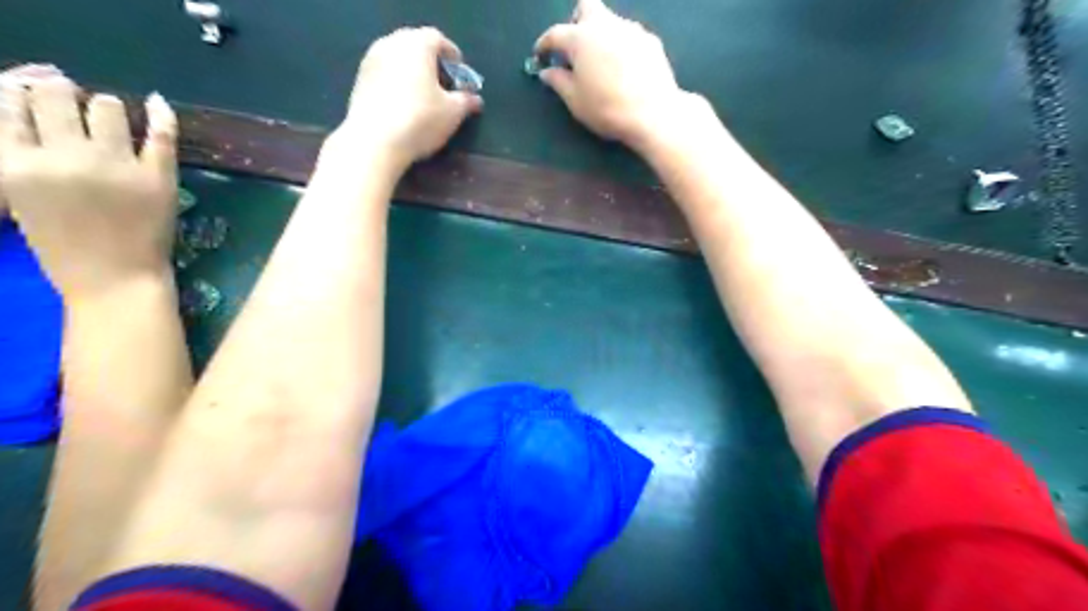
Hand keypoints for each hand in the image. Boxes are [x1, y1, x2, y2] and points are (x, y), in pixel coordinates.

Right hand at [1, 75, 177, 299]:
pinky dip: (160, 114)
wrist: (117, 279)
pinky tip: (155, 102)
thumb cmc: (64, 247)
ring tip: (109, 119)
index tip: (33, 96)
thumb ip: (21, 156)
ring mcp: (116, 165)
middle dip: (61, 94)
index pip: (9, 103)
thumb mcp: (18, 197)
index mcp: (16, 163)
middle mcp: (64, 156)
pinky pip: (161, 133)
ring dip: (106, 108)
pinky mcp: (158, 177)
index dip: (22, 95)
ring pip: (108, 106)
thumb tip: (29, 113)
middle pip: (57, 95)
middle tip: (71, 104)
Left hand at [337, 27, 479, 167]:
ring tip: (424, 94)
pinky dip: (397, 81)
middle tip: (443, 82)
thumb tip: (476, 99)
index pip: (438, 39)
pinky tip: (404, 103)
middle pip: (415, 44)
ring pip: (397, 58)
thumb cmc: (420, 120)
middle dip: (431, 60)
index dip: (452, 55)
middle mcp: (391, 44)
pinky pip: (384, 72)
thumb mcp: (452, 113)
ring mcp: (371, 60)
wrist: (374, 141)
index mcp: (416, 45)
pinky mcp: (359, 79)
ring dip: (412, 70)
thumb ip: (466, 101)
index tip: (460, 73)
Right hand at [535, 1, 706, 149]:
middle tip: (575, 47)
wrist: (652, 113)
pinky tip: (624, 70)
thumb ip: (558, 82)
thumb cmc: (607, 109)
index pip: (555, 34)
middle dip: (576, 21)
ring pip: (610, 21)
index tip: (540, 54)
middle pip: (586, 6)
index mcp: (581, 39)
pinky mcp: (650, 40)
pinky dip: (621, 47)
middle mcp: (605, 25)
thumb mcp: (575, 101)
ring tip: (602, 63)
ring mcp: (631, 30)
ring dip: (601, 36)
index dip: (544, 44)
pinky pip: (629, 37)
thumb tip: (547, 72)